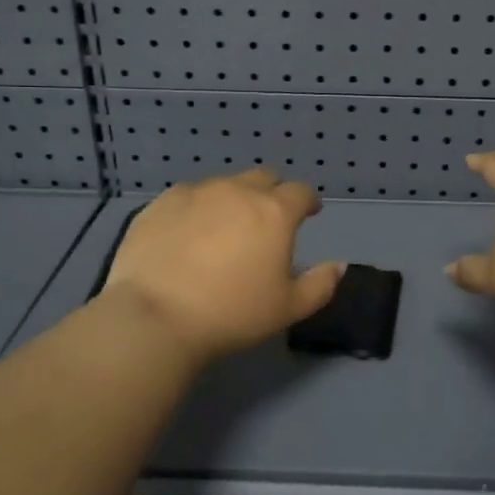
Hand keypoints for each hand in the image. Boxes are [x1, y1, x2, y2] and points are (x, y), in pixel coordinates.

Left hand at [101, 169, 345, 361]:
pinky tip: (188, 231)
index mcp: (274, 212)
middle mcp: (237, 191)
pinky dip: (197, 207)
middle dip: (271, 193)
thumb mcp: (288, 309)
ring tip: (225, 227)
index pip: (300, 192)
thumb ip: (320, 284)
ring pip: (224, 184)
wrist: (156, 316)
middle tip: (267, 218)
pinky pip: (188, 195)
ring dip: (233, 199)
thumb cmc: (232, 313)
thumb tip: (338, 266)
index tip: (309, 213)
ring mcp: (196, 193)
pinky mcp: (161, 203)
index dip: (308, 201)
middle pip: (263, 178)